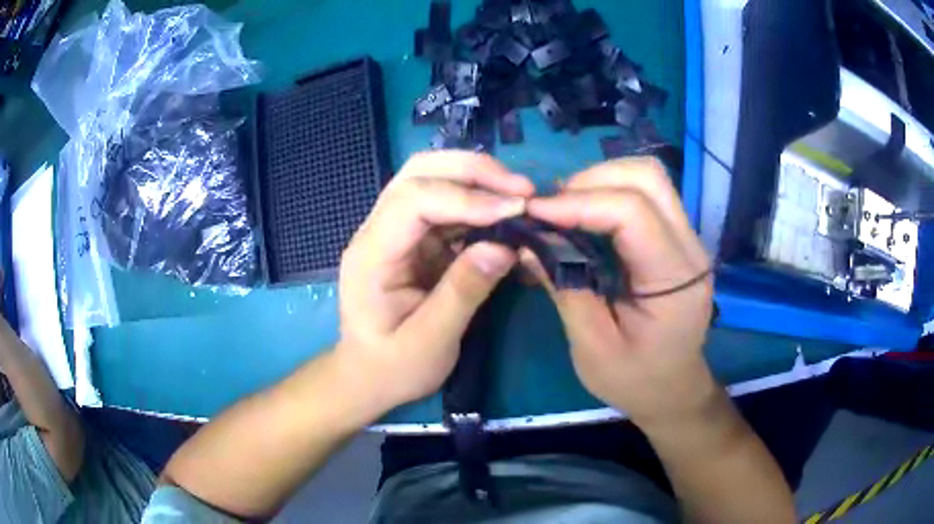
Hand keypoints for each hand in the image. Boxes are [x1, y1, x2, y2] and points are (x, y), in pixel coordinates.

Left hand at [337, 151, 534, 410]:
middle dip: (473, 172)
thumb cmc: (394, 366)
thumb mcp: (431, 341)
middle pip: (418, 173)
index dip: (465, 197)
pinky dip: (477, 201)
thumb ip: (464, 292)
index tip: (515, 208)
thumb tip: (506, 246)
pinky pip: (445, 204)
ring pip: (432, 179)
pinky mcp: (414, 238)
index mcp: (371, 255)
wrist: (370, 376)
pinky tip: (504, 211)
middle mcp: (377, 230)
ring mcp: (394, 230)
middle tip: (523, 189)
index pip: (412, 201)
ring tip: (521, 195)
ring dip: (478, 179)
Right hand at [526, 157, 715, 427]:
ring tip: (566, 207)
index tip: (535, 212)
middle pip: (649, 178)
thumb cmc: (636, 379)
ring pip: (650, 177)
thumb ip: (565, 291)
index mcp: (674, 280)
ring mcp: (687, 239)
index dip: (581, 203)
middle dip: (593, 180)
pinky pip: (647, 194)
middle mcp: (690, 248)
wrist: (673, 389)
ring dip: (602, 179)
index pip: (633, 213)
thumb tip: (528, 244)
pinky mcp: (676, 238)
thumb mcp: (593, 348)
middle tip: (552, 207)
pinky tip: (586, 213)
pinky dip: (611, 191)